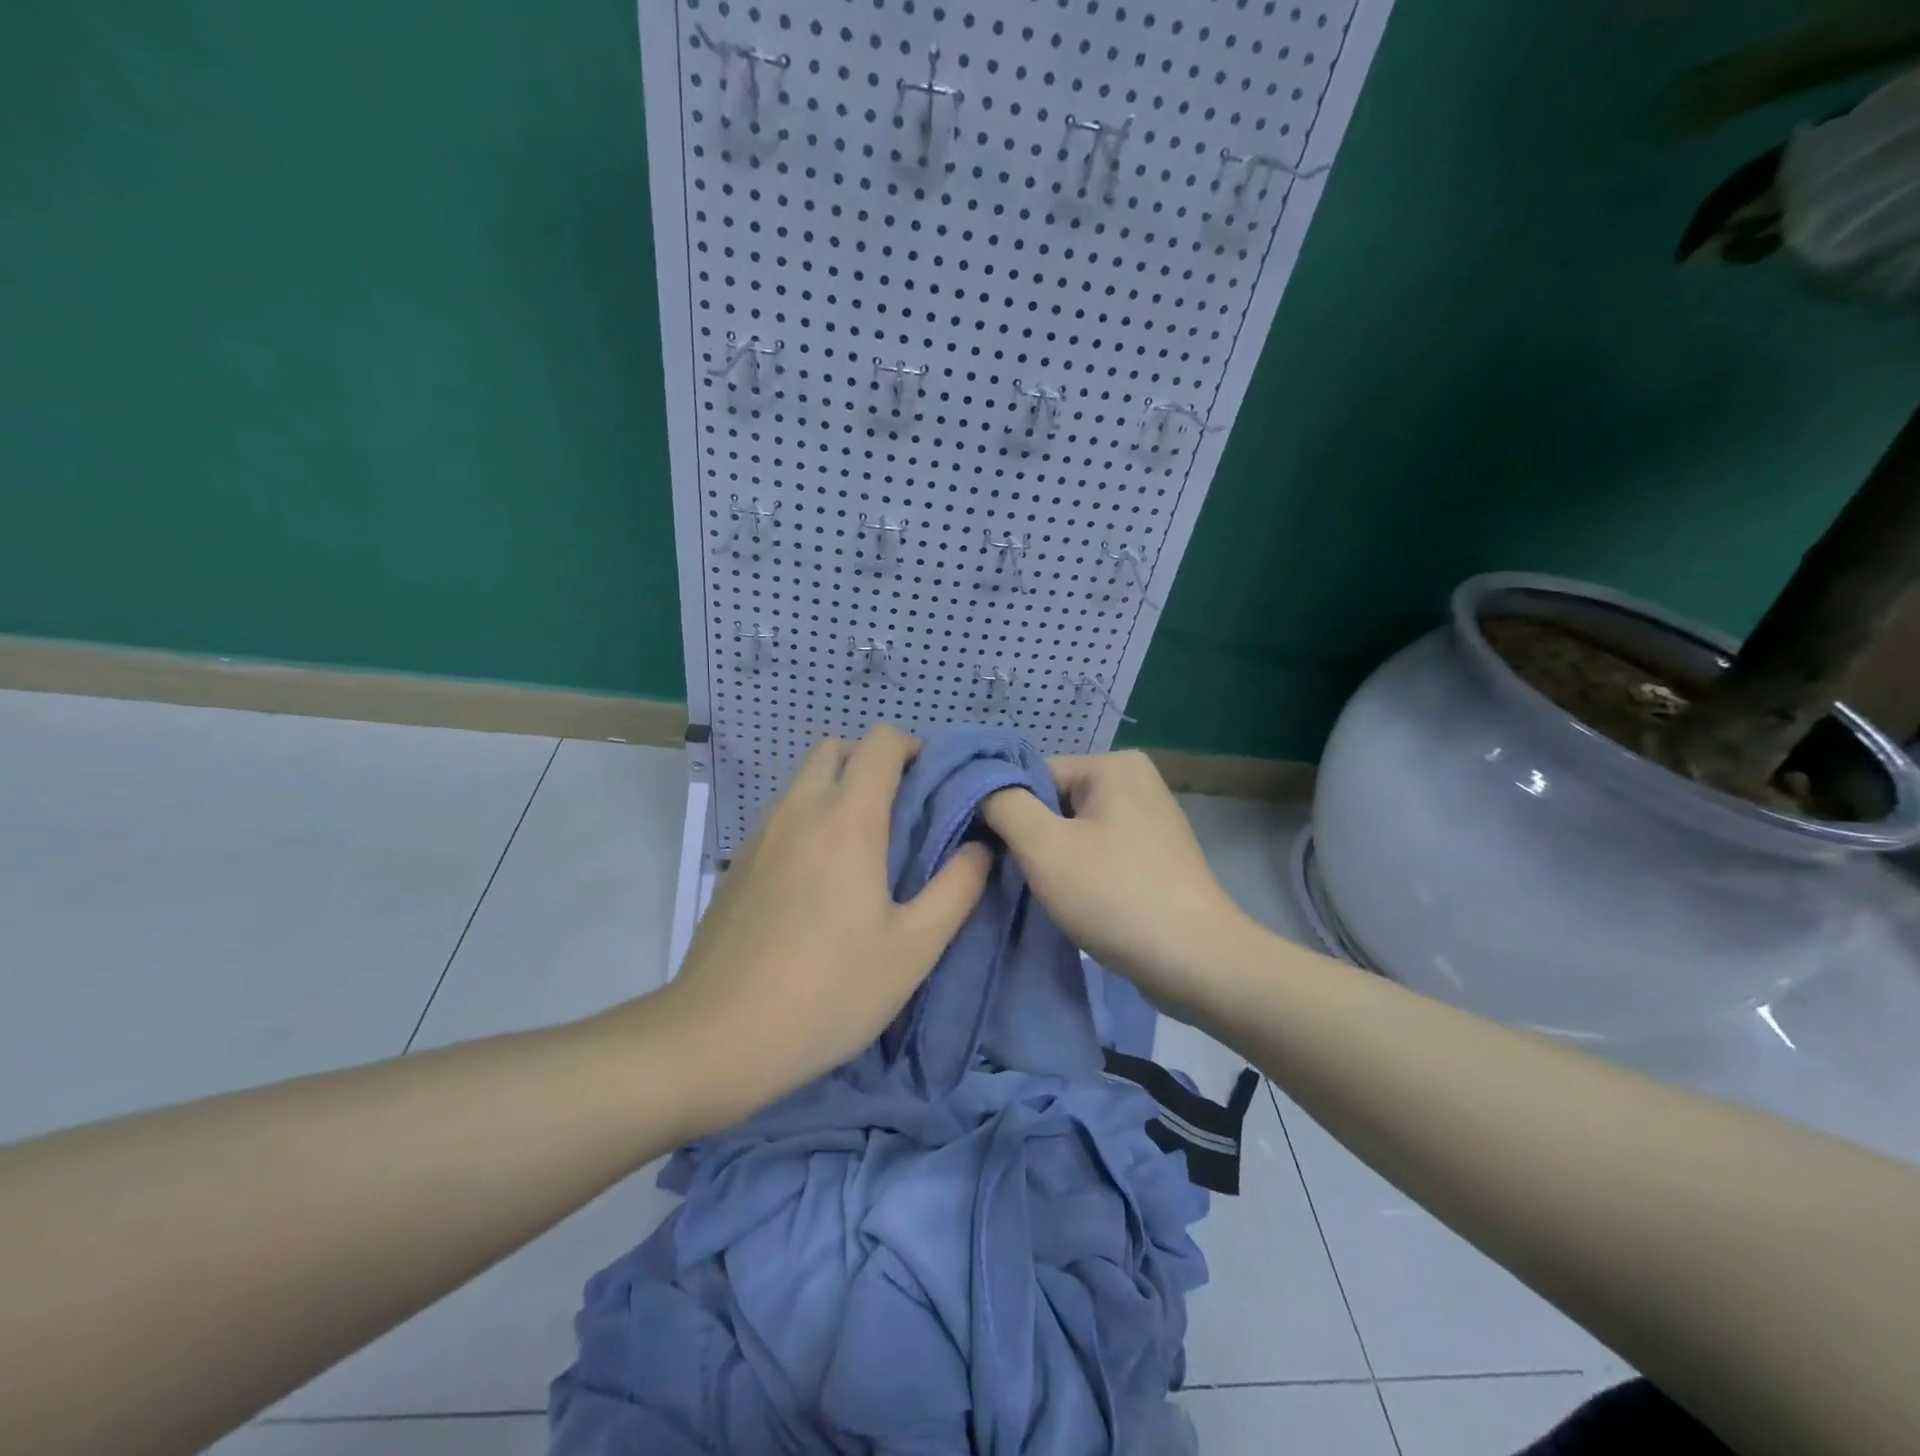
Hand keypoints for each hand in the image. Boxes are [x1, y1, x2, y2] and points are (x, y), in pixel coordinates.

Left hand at [648, 725, 991, 1130]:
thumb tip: (980, 848)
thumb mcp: (912, 949)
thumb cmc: (829, 991)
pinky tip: (817, 882)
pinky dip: (808, 821)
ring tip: (862, 848)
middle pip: (834, 749)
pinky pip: (780, 817)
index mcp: (847, 820)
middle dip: (871, 761)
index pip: (880, 743)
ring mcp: (759, 835)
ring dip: (837, 790)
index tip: (931, 784)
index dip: (911, 748)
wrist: (717, 1037)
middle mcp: (799, 811)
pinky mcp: (736, 864)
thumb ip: (956, 889)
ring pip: (803, 782)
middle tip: (899, 811)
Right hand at [982, 750, 1255, 1021]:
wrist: (1197, 963)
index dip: (1007, 814)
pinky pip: (1098, 852)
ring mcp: (1149, 819)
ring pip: (1073, 831)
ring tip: (1046, 894)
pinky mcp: (1153, 855)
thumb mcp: (1044, 847)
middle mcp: (1135, 781)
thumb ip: (1003, 805)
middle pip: (1053, 802)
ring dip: (1052, 860)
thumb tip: (980, 786)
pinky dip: (1079, 873)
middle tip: (1018, 878)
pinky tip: (1074, 902)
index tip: (991, 854)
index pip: (1033, 776)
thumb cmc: (1115, 896)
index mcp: (1114, 765)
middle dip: (1031, 839)